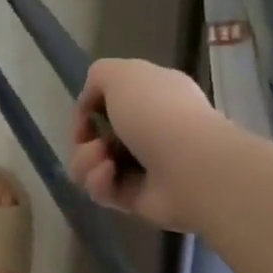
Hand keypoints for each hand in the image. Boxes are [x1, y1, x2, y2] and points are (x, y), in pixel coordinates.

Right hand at [70, 58, 231, 231]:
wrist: (190, 168)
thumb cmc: (157, 113)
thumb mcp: (121, 74)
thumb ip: (98, 76)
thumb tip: (90, 106)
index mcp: (153, 97)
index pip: (110, 103)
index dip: (88, 109)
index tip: (84, 116)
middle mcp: (150, 130)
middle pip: (94, 137)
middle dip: (83, 140)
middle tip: (93, 143)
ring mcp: (144, 167)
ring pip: (90, 165)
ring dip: (86, 161)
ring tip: (104, 161)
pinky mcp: (136, 198)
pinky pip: (101, 191)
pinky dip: (99, 182)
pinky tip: (110, 176)